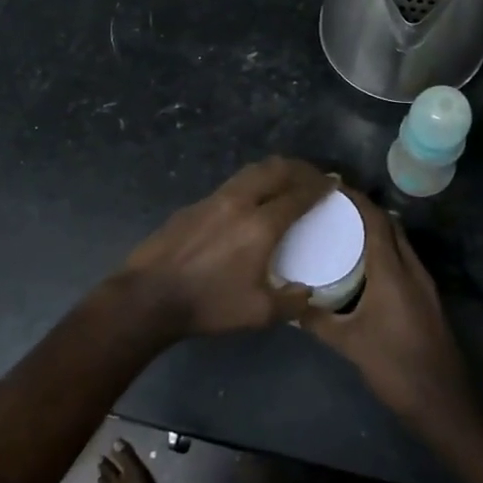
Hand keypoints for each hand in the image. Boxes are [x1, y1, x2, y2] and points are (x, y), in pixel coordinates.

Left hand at [115, 157, 331, 338]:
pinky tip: (250, 200)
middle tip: (313, 176)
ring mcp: (213, 199)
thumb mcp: (259, 313)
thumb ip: (292, 302)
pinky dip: (250, 183)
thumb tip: (308, 292)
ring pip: (250, 171)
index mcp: (260, 225)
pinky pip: (231, 184)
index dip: (319, 187)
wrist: (149, 295)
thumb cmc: (208, 304)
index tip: (333, 183)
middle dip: (299, 169)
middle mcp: (239, 202)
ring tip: (285, 180)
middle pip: (274, 170)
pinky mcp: (193, 205)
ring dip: (273, 171)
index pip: (297, 195)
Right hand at [299, 189, 476, 434]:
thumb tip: (289, 302)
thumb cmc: (394, 367)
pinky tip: (365, 264)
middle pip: (390, 225)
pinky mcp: (427, 299)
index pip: (376, 220)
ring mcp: (424, 284)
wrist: (443, 403)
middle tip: (333, 207)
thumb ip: (316, 320)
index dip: (356, 200)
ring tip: (344, 229)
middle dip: (365, 210)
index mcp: (393, 272)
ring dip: (377, 229)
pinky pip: (404, 260)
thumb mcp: (348, 343)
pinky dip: (385, 250)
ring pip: (400, 242)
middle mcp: (412, 269)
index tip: (331, 188)